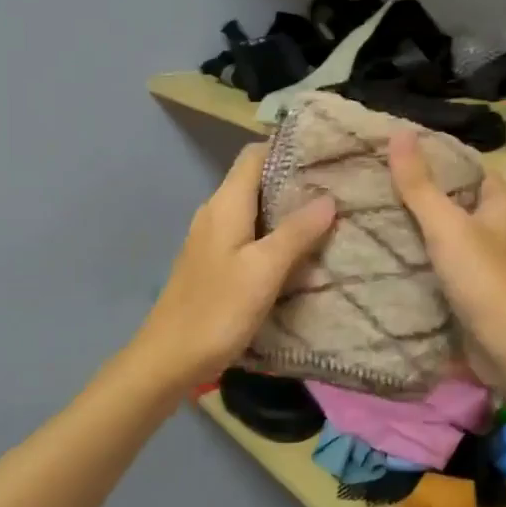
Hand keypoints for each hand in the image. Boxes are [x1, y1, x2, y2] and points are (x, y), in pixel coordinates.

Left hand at [130, 144, 335, 390]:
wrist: (168, 359)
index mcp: (225, 204)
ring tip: (328, 214)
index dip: (287, 148)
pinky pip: (248, 234)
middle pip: (256, 180)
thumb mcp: (264, 270)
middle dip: (294, 179)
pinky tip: (299, 249)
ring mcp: (212, 238)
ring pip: (254, 209)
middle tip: (338, 185)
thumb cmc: (217, 309)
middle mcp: (215, 212)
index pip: (254, 155)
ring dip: (286, 209)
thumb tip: (328, 198)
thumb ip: (297, 232)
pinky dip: (274, 233)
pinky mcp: (213, 262)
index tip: (326, 152)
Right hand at [387, 129, 505, 371]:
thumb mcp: (448, 226)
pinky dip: (425, 265)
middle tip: (375, 187)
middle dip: (421, 198)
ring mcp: (492, 265)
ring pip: (451, 239)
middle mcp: (502, 231)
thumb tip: (400, 133)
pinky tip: (392, 261)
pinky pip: (448, 271)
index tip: (395, 155)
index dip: (436, 159)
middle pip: (457, 204)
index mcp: (503, 206)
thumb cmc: (487, 280)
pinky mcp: (480, 296)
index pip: (468, 169)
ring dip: (420, 234)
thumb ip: (420, 184)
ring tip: (374, 219)